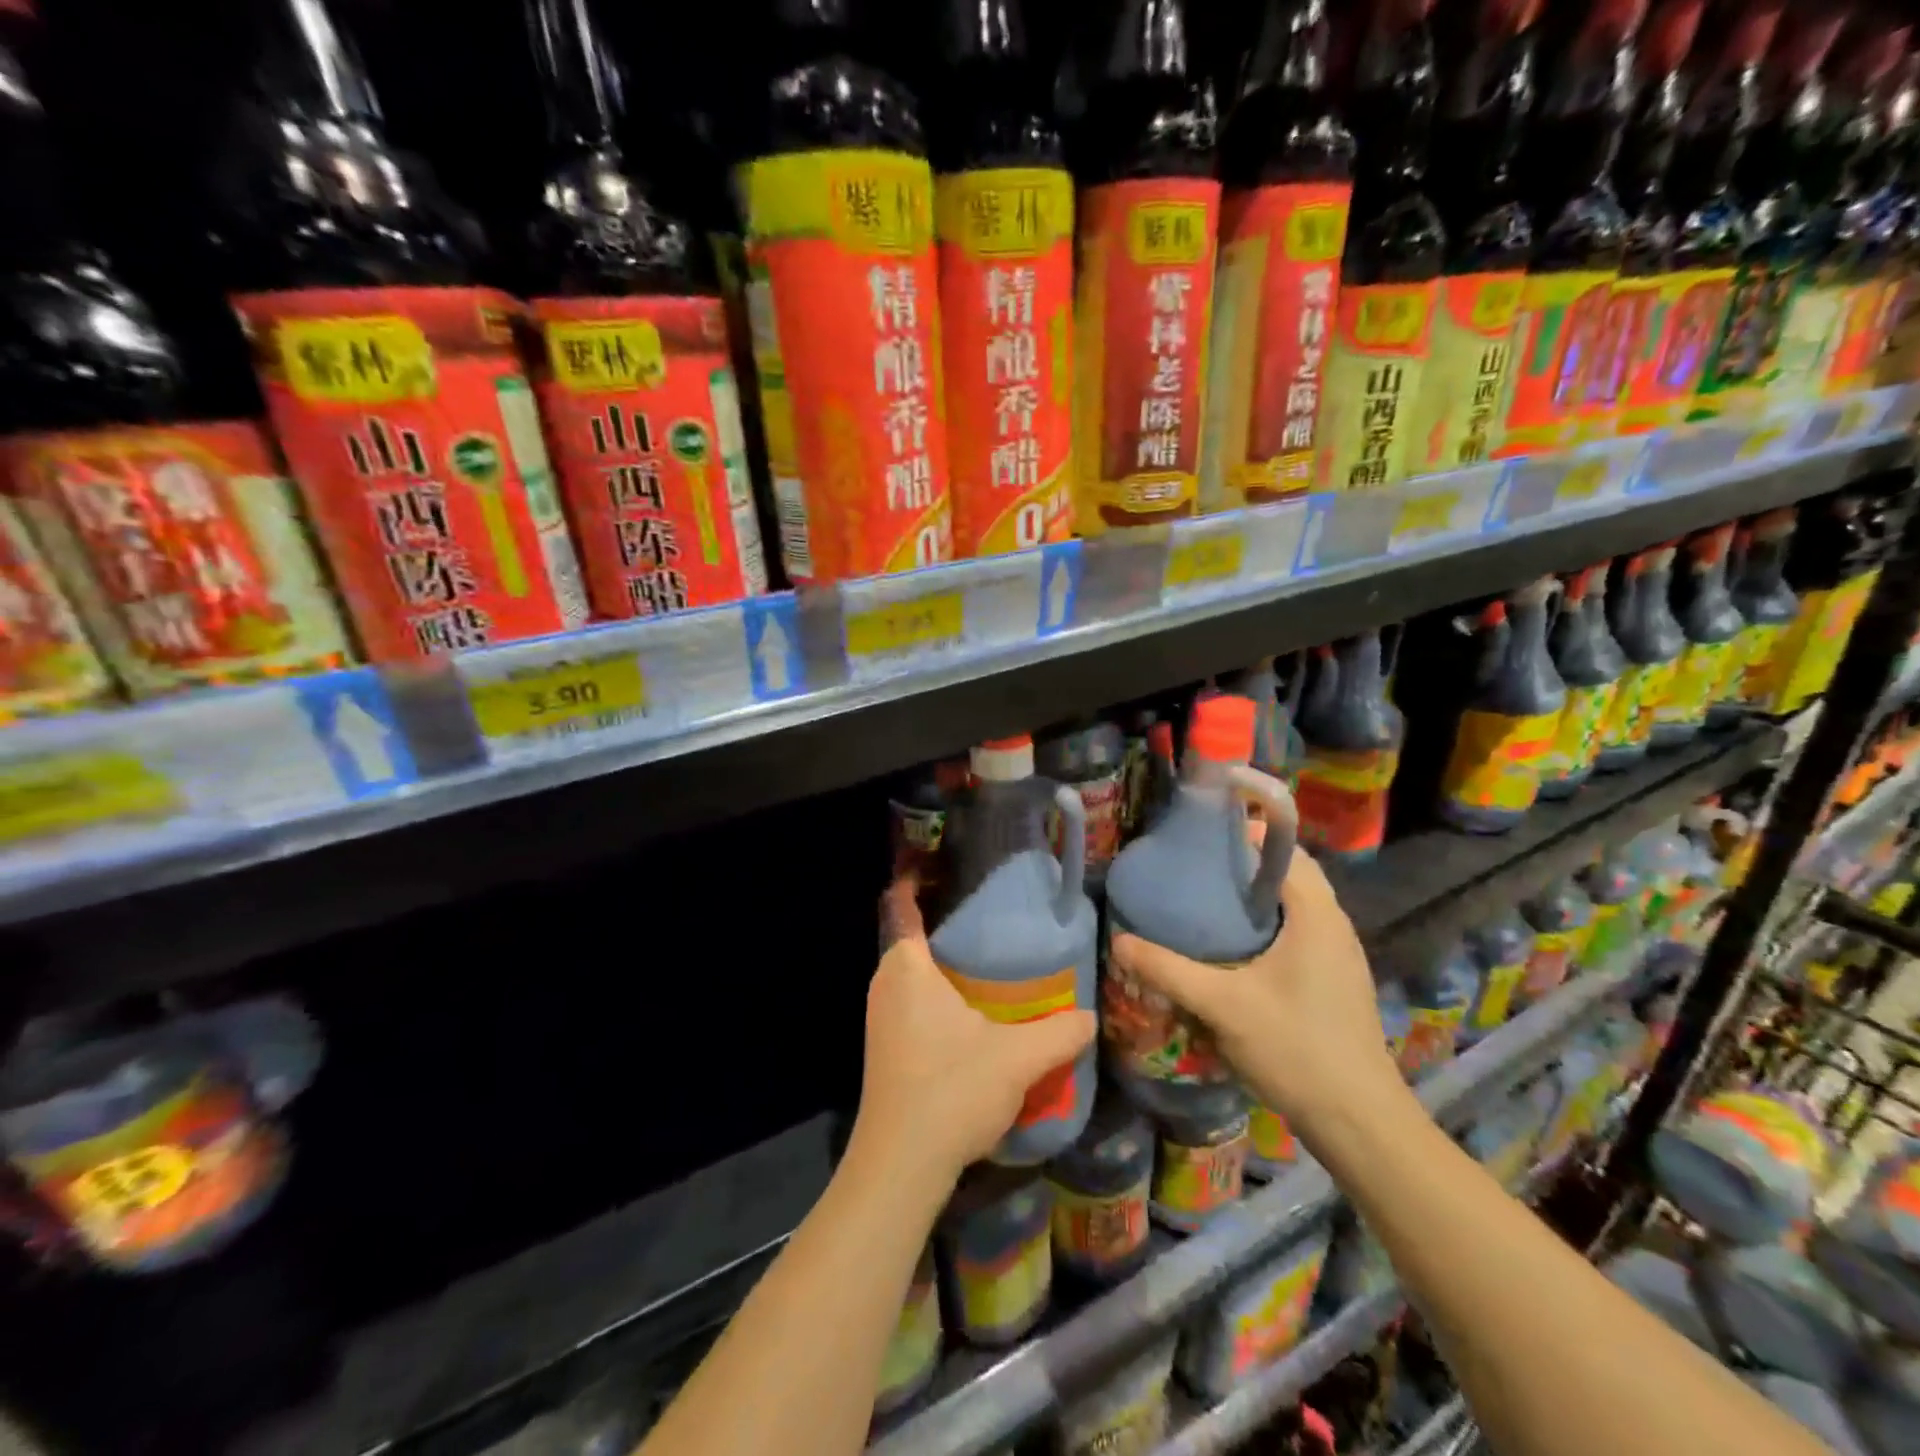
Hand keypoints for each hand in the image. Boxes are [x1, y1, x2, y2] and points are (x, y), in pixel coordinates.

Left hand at [853, 879, 1096, 1191]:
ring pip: (911, 975)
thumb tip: (1090, 1016)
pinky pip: (910, 1002)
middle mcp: (885, 984)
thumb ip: (1060, 1032)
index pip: (902, 905)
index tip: (944, 867)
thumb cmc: (952, 1090)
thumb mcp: (1017, 1058)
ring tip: (991, 966)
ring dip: (943, 968)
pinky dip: (936, 997)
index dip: (916, 880)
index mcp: (907, 968)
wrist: (900, 1165)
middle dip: (946, 928)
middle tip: (993, 923)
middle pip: (911, 938)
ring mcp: (880, 1018)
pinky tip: (972, 1017)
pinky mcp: (885, 1048)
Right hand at [1110, 842, 1403, 1137]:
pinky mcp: (1336, 980)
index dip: (1243, 835)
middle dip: (1244, 867)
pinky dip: (1268, 925)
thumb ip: (1168, 970)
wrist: (1360, 1123)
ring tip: (1206, 903)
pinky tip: (1234, 950)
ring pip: (1295, 905)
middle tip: (1195, 872)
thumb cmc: (1296, 1049)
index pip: (1284, 849)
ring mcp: (1340, 954)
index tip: (1199, 839)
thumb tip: (1119, 941)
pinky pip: (1299, 931)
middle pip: (1289, 874)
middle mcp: (1334, 924)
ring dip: (1256, 897)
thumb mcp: (1222, 1006)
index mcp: (1316, 914)